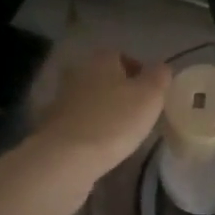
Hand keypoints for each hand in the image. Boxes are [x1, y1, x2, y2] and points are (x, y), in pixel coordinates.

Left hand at [29, 49, 170, 184]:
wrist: (67, 157)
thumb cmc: (115, 120)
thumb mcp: (150, 96)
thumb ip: (160, 77)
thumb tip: (161, 68)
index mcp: (101, 60)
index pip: (121, 56)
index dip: (138, 72)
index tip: (151, 93)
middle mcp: (78, 73)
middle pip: (104, 77)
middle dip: (120, 91)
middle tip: (139, 112)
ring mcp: (61, 100)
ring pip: (90, 100)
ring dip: (104, 111)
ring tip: (123, 132)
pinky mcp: (52, 126)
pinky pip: (79, 122)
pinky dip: (91, 130)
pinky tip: (102, 146)